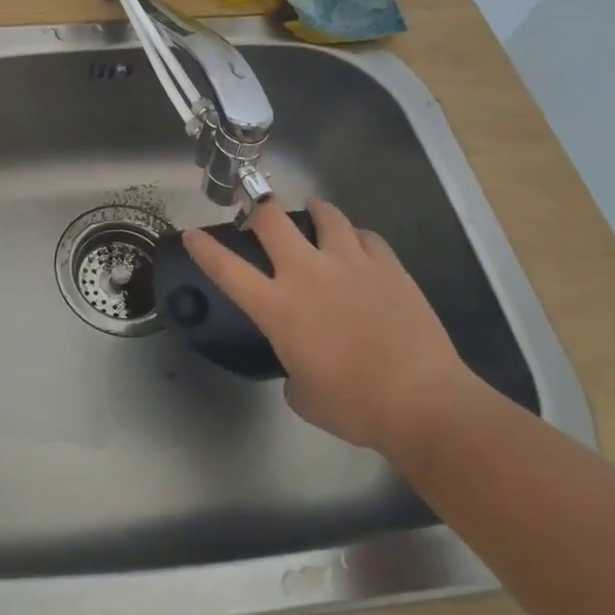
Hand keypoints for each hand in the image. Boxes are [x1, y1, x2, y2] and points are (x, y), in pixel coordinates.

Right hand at [182, 199, 470, 452]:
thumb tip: (300, 366)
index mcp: (278, 307)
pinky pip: (366, 236)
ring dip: (314, 211)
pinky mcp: (388, 266)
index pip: (226, 268)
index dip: (204, 248)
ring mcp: (350, 263)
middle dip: (259, 208)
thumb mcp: (303, 395)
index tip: (192, 233)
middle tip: (260, 214)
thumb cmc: (355, 406)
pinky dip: (356, 237)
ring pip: (325, 214)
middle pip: (272, 218)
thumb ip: (291, 371)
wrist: (423, 402)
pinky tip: (358, 247)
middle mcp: (307, 273)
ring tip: (314, 214)